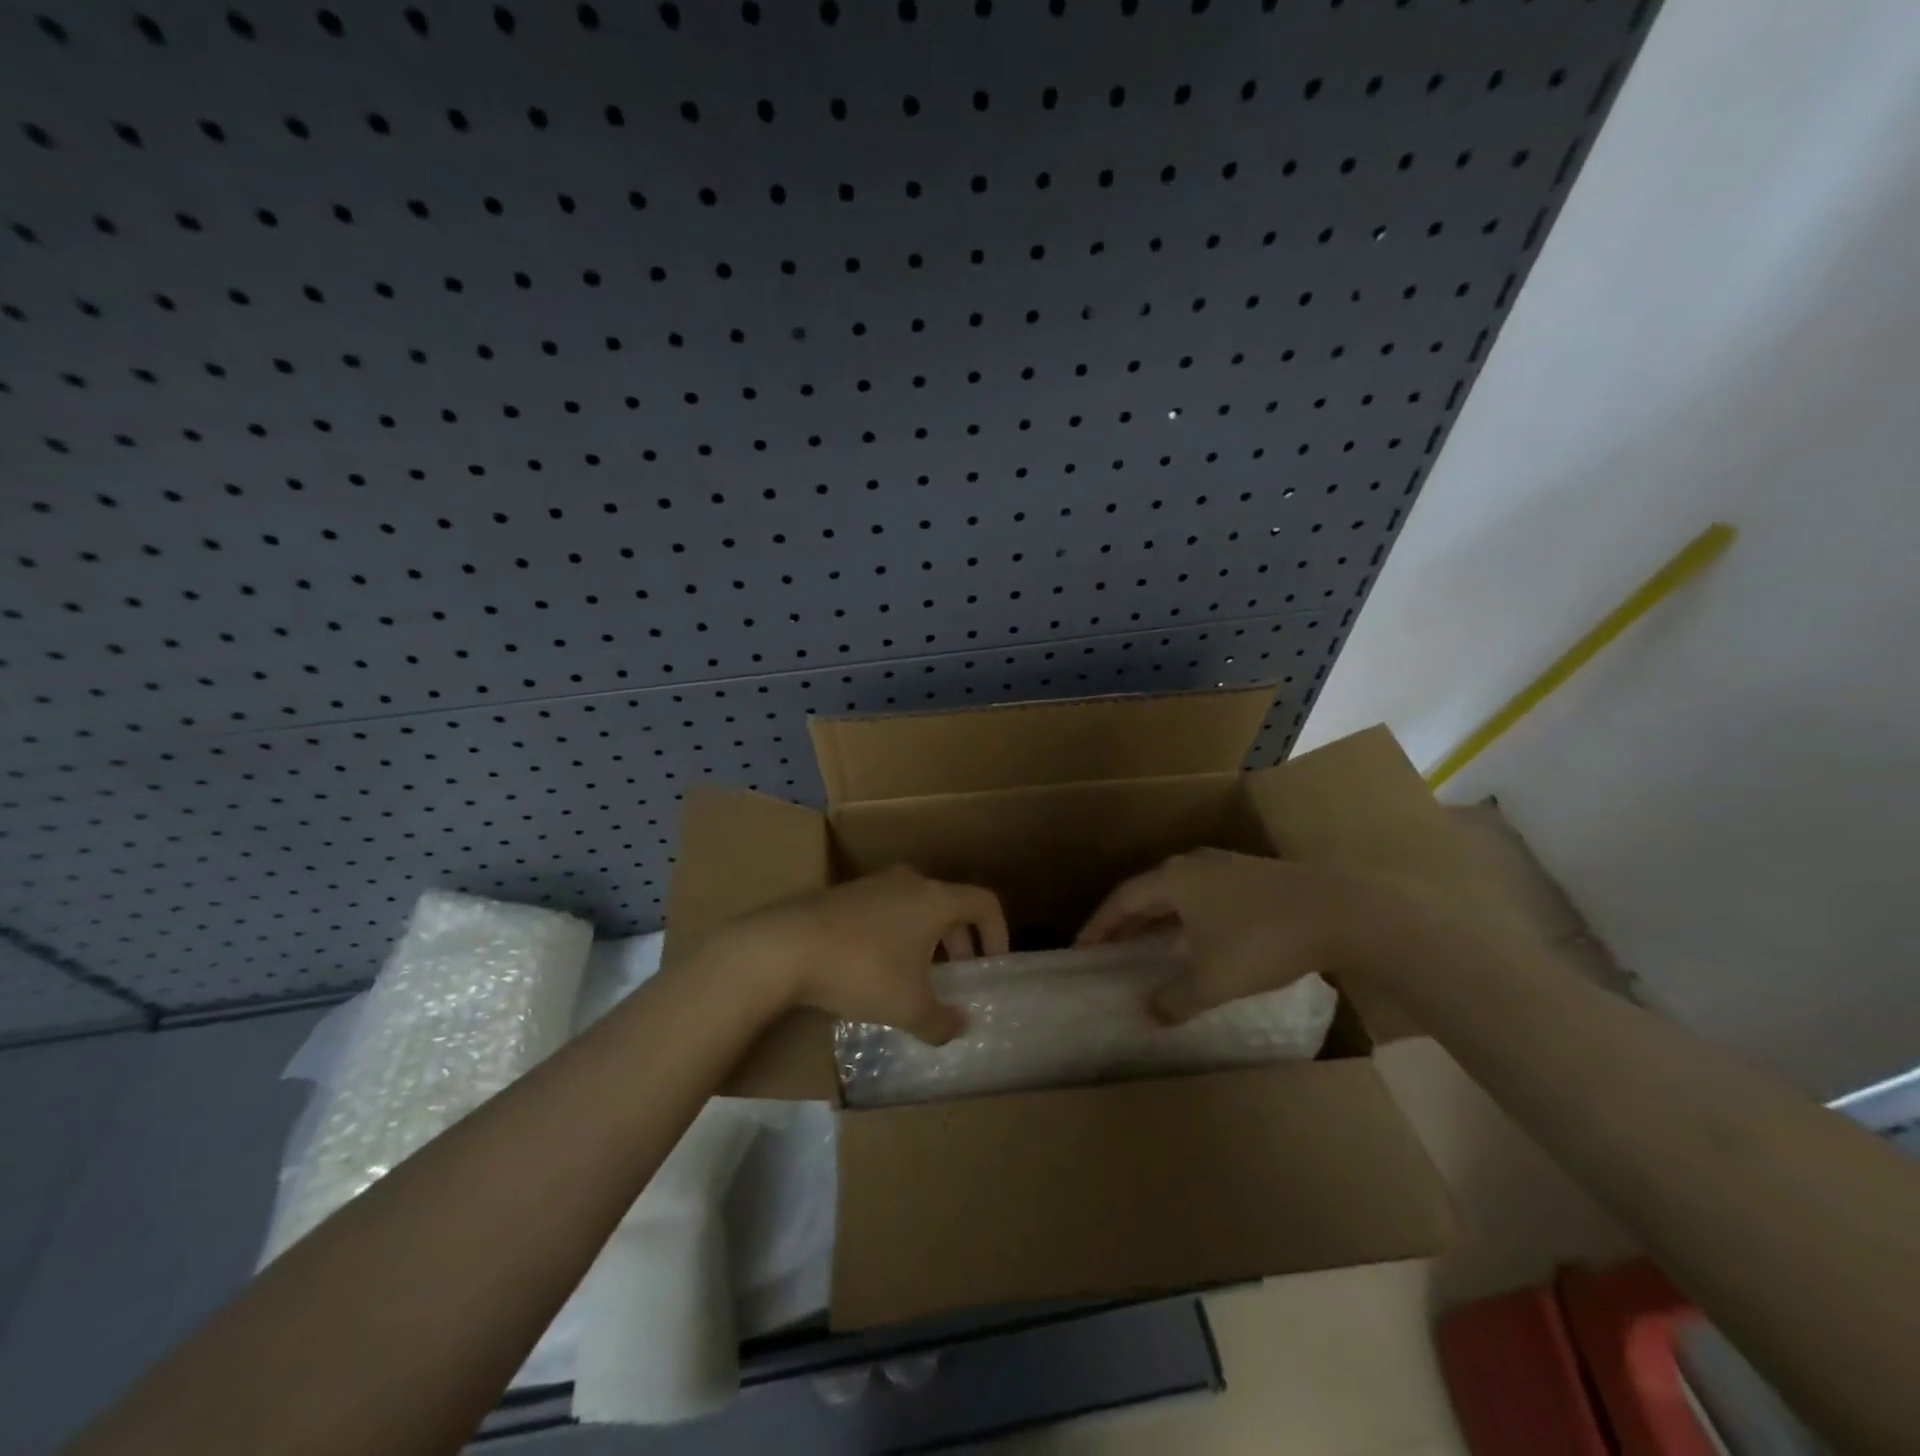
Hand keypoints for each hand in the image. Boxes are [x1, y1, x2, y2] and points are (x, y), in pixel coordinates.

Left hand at [710, 866, 1008, 1044]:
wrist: (784, 946)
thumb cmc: (861, 970)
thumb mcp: (908, 1007)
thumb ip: (941, 1021)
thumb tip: (959, 1026)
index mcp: (935, 899)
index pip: (984, 903)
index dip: (998, 933)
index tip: (994, 965)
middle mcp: (909, 882)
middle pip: (949, 905)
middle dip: (960, 943)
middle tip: (956, 978)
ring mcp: (873, 884)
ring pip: (915, 908)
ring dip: (926, 941)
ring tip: (916, 978)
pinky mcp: (844, 894)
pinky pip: (886, 911)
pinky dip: (896, 936)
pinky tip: (876, 970)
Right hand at [1076, 848, 1389, 1024]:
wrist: (1340, 912)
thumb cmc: (1262, 941)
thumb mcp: (1213, 980)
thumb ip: (1175, 999)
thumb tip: (1145, 1015)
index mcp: (1173, 879)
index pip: (1121, 900)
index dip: (1098, 926)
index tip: (1081, 949)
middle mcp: (1193, 865)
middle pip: (1147, 892)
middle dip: (1126, 922)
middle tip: (1109, 948)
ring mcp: (1226, 867)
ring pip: (1178, 893)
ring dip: (1158, 919)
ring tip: (1147, 945)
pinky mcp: (1254, 877)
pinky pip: (1204, 896)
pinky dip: (1188, 917)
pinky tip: (1198, 939)